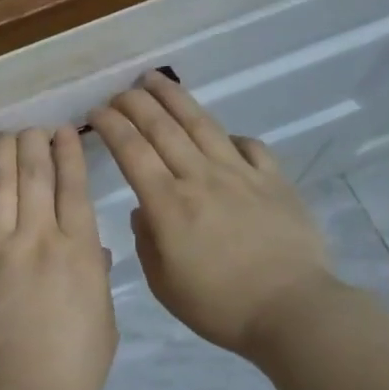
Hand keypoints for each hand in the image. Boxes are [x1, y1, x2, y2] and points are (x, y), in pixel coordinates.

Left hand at [0, 127, 117, 389]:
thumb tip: (89, 249)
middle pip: (35, 175)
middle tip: (35, 129)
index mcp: (78, 250)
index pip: (73, 187)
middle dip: (35, 144)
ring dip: (3, 155)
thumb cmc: (71, 366)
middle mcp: (37, 237)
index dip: (69, 153)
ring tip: (6, 137)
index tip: (66, 132)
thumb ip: (95, 278)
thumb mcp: (103, 322)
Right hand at [90, 73, 335, 361]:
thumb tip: (144, 210)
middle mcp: (200, 177)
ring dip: (174, 98)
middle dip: (135, 103)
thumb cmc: (221, 306)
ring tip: (155, 79)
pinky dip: (230, 135)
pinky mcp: (274, 180)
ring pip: (201, 124)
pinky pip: (249, 146)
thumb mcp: (164, 285)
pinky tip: (222, 135)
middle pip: (162, 128)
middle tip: (119, 92)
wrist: (293, 310)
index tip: (96, 112)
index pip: (131, 151)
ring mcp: (240, 174)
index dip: (111, 125)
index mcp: (168, 204)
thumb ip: (146, 242)